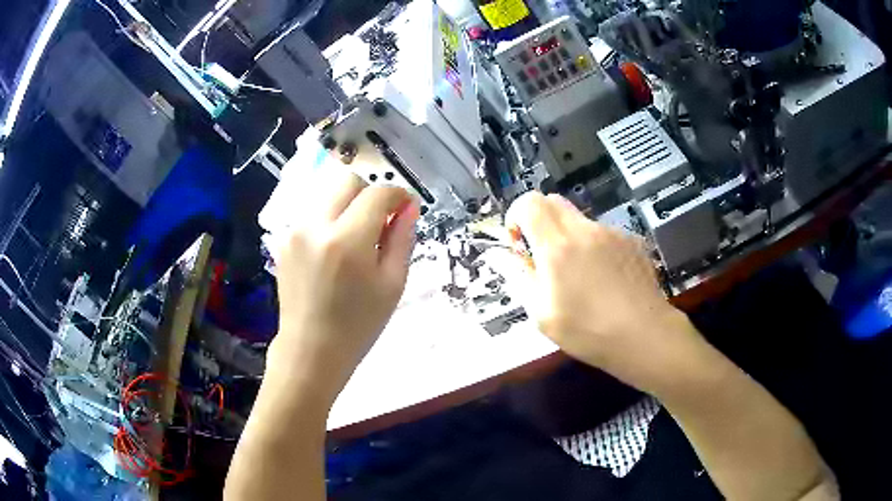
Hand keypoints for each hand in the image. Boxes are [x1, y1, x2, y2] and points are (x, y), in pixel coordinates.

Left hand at [267, 169, 419, 398]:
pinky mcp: (284, 239)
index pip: (377, 194)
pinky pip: (312, 213)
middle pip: (347, 181)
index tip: (406, 208)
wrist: (311, 349)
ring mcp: (295, 231)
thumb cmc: (358, 325)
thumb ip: (402, 239)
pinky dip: (329, 219)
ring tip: (356, 237)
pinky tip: (334, 249)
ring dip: (347, 205)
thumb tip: (409, 207)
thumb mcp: (392, 284)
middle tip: (380, 221)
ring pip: (327, 194)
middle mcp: (316, 226)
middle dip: (369, 193)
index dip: (398, 196)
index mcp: (348, 240)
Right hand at [506, 192, 699, 392]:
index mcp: (557, 246)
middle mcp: (584, 230)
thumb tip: (498, 255)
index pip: (528, 203)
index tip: (520, 245)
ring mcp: (612, 233)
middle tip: (545, 258)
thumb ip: (518, 277)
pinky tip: (606, 280)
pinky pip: (603, 233)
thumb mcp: (542, 313)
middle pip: (553, 201)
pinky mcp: (631, 241)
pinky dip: (595, 247)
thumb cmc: (587, 332)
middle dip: (540, 222)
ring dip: (569, 237)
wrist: (645, 335)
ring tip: (581, 277)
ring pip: (580, 219)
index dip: (516, 216)